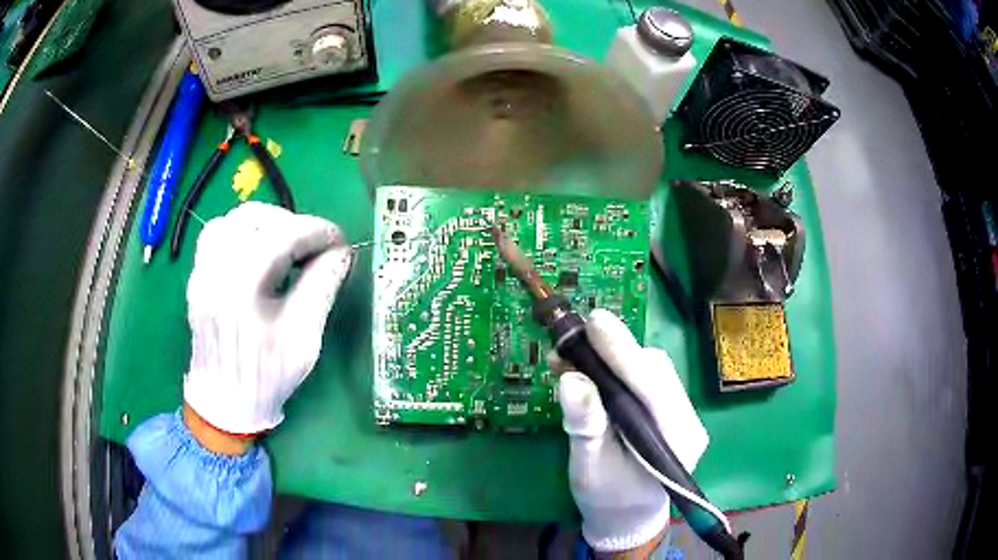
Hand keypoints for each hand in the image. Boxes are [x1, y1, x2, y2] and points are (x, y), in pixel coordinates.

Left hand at [183, 202, 353, 438]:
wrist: (224, 402)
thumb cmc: (267, 377)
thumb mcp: (303, 340)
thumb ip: (322, 288)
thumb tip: (341, 252)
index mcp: (242, 291)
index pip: (283, 236)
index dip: (318, 231)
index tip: (341, 242)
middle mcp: (215, 271)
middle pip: (257, 219)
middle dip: (295, 225)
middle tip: (316, 247)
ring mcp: (202, 270)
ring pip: (235, 219)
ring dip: (269, 223)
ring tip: (288, 245)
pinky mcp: (197, 274)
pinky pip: (219, 232)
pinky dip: (244, 231)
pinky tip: (258, 250)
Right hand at [555, 310, 708, 554]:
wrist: (626, 515)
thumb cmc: (607, 499)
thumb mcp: (590, 467)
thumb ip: (585, 425)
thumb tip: (571, 378)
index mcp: (678, 442)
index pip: (652, 388)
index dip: (623, 353)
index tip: (594, 322)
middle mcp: (688, 421)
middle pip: (654, 372)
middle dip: (614, 352)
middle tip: (572, 341)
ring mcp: (682, 413)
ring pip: (650, 370)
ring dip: (612, 358)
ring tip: (573, 356)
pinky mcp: (668, 408)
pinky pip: (645, 378)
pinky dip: (616, 368)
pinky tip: (590, 368)